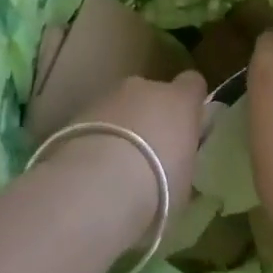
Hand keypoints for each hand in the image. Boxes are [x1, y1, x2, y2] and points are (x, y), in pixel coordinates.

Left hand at [51, 71, 207, 240]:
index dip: (190, 103)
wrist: (98, 187)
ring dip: (122, 127)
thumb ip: (183, 159)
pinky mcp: (79, 111)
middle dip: (152, 116)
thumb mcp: (185, 181)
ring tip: (115, 167)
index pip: (193, 84)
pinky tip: (93, 169)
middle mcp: (146, 88)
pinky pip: (97, 121)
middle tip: (149, 154)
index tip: (187, 127)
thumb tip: (179, 159)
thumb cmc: (157, 187)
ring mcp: (109, 95)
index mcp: (180, 100)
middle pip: (153, 94)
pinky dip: (98, 137)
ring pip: (121, 106)